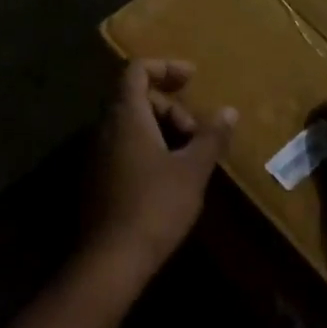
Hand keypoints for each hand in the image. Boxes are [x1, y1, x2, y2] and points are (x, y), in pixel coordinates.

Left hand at [87, 60, 236, 281]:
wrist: (110, 261)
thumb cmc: (155, 206)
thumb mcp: (193, 169)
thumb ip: (211, 136)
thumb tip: (229, 111)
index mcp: (126, 117)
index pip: (137, 70)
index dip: (165, 66)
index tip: (193, 77)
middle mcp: (105, 128)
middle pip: (136, 97)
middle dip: (171, 107)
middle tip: (197, 134)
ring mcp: (97, 154)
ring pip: (131, 125)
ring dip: (162, 130)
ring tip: (189, 157)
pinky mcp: (97, 179)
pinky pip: (124, 146)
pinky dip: (148, 148)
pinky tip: (169, 176)